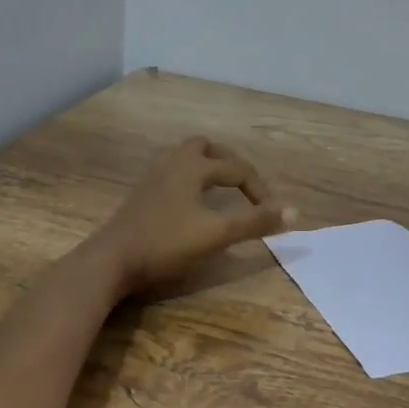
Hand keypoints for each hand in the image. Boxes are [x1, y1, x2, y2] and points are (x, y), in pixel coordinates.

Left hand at [91, 137, 295, 296]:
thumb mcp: (217, 234)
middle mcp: (173, 162)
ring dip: (207, 167)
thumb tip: (296, 212)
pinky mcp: (141, 193)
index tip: (272, 215)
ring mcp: (153, 176)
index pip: (237, 168)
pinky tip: (190, 202)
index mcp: (193, 166)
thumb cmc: (166, 243)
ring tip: (220, 189)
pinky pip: (171, 172)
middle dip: (230, 163)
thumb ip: (256, 222)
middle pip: (206, 148)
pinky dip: (190, 178)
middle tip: (245, 186)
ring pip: (185, 157)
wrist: (112, 260)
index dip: (260, 190)